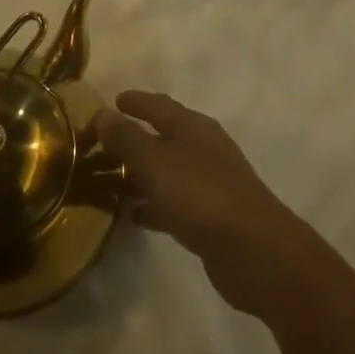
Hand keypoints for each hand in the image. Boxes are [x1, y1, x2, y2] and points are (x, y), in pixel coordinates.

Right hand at [94, 90, 318, 318]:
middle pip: (162, 138)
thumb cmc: (201, 195)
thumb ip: (127, 138)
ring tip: (108, 182)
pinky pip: (172, 204)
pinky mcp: (210, 219)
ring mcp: (209, 184)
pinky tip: (132, 216)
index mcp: (193, 127)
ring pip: (166, 172)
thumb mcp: (156, 162)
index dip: (134, 101)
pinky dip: (152, 205)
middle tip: (100, 147)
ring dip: (140, 175)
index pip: (158, 105)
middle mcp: (203, 149)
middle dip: (132, 140)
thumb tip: (104, 113)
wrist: (254, 251)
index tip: (112, 101)